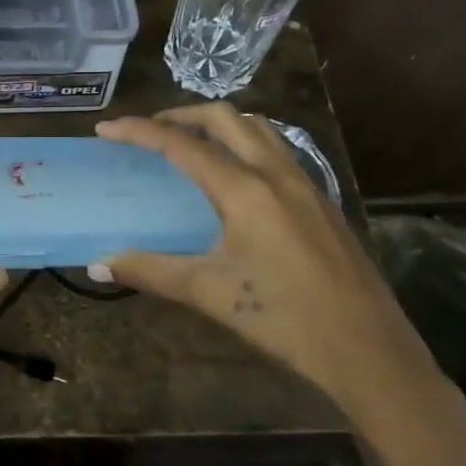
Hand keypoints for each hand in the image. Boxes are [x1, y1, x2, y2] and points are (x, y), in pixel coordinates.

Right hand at [93, 105, 448, 440]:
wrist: (369, 350)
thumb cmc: (284, 318)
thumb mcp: (210, 293)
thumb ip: (150, 271)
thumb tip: (96, 266)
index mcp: (245, 189)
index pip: (181, 144)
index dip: (139, 131)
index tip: (106, 128)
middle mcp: (276, 172)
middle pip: (223, 118)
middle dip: (180, 115)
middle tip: (148, 132)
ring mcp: (305, 183)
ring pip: (257, 128)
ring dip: (218, 125)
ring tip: (191, 144)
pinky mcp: (322, 200)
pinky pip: (277, 150)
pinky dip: (246, 144)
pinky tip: (237, 179)